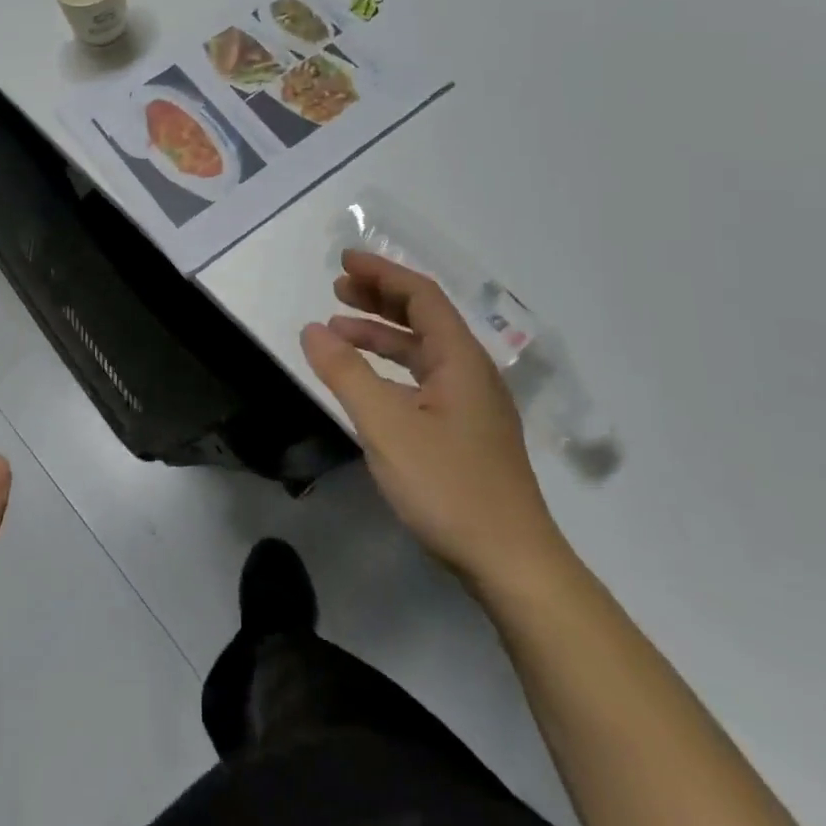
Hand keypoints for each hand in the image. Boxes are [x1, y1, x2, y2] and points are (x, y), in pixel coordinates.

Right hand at [300, 251, 564, 589]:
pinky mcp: (467, 432)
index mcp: (460, 360)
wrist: (512, 563)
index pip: (421, 296)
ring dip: (382, 334)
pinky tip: (369, 382)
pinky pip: (424, 379)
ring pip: (424, 351)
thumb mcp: (385, 425)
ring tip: (339, 330)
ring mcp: (473, 405)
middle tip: (337, 289)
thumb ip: (345, 373)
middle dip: (380, 298)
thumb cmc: (448, 486)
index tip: (344, 262)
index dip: (382, 274)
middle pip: (425, 318)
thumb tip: (313, 330)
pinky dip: (392, 368)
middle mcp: (472, 372)